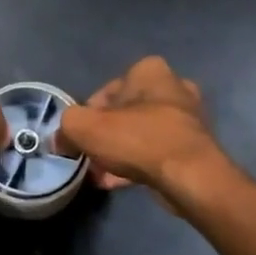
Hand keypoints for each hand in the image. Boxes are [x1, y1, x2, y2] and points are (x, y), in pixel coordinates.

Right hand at [57, 56, 233, 206]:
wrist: (189, 176)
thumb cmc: (137, 139)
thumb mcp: (85, 127)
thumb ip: (67, 126)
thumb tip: (61, 139)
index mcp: (150, 71)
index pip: (106, 91)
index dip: (87, 116)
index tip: (78, 138)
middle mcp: (174, 87)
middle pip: (125, 113)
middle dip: (106, 135)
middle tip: (90, 156)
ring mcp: (189, 118)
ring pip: (141, 134)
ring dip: (121, 152)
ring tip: (102, 174)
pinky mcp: (195, 147)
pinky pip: (156, 152)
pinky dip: (138, 164)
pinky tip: (118, 183)